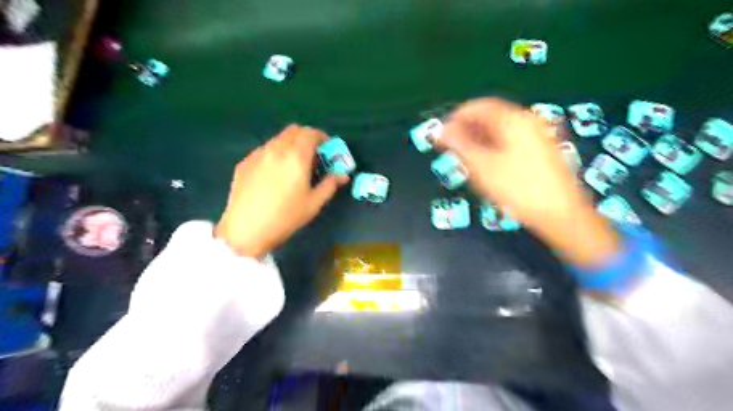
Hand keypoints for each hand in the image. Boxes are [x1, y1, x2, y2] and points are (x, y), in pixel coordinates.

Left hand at [215, 125, 348, 256]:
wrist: (246, 229)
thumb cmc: (285, 217)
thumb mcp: (313, 203)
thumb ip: (330, 184)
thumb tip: (343, 175)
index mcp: (296, 157)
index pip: (310, 133)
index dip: (322, 137)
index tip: (327, 148)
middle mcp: (276, 149)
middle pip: (293, 131)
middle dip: (306, 137)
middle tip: (313, 154)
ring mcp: (257, 154)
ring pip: (278, 139)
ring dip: (290, 144)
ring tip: (293, 165)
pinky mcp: (244, 163)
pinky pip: (264, 150)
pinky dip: (275, 153)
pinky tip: (274, 174)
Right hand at [440, 98, 617, 267]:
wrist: (560, 214)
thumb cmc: (519, 189)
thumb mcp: (483, 167)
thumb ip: (460, 145)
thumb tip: (441, 131)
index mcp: (514, 120)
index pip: (479, 107)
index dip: (457, 117)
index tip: (442, 132)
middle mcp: (528, 121)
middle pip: (491, 117)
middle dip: (468, 129)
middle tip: (451, 147)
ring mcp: (538, 135)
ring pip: (501, 130)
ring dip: (479, 139)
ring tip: (464, 157)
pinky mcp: (542, 150)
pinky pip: (511, 140)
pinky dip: (494, 146)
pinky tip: (486, 163)